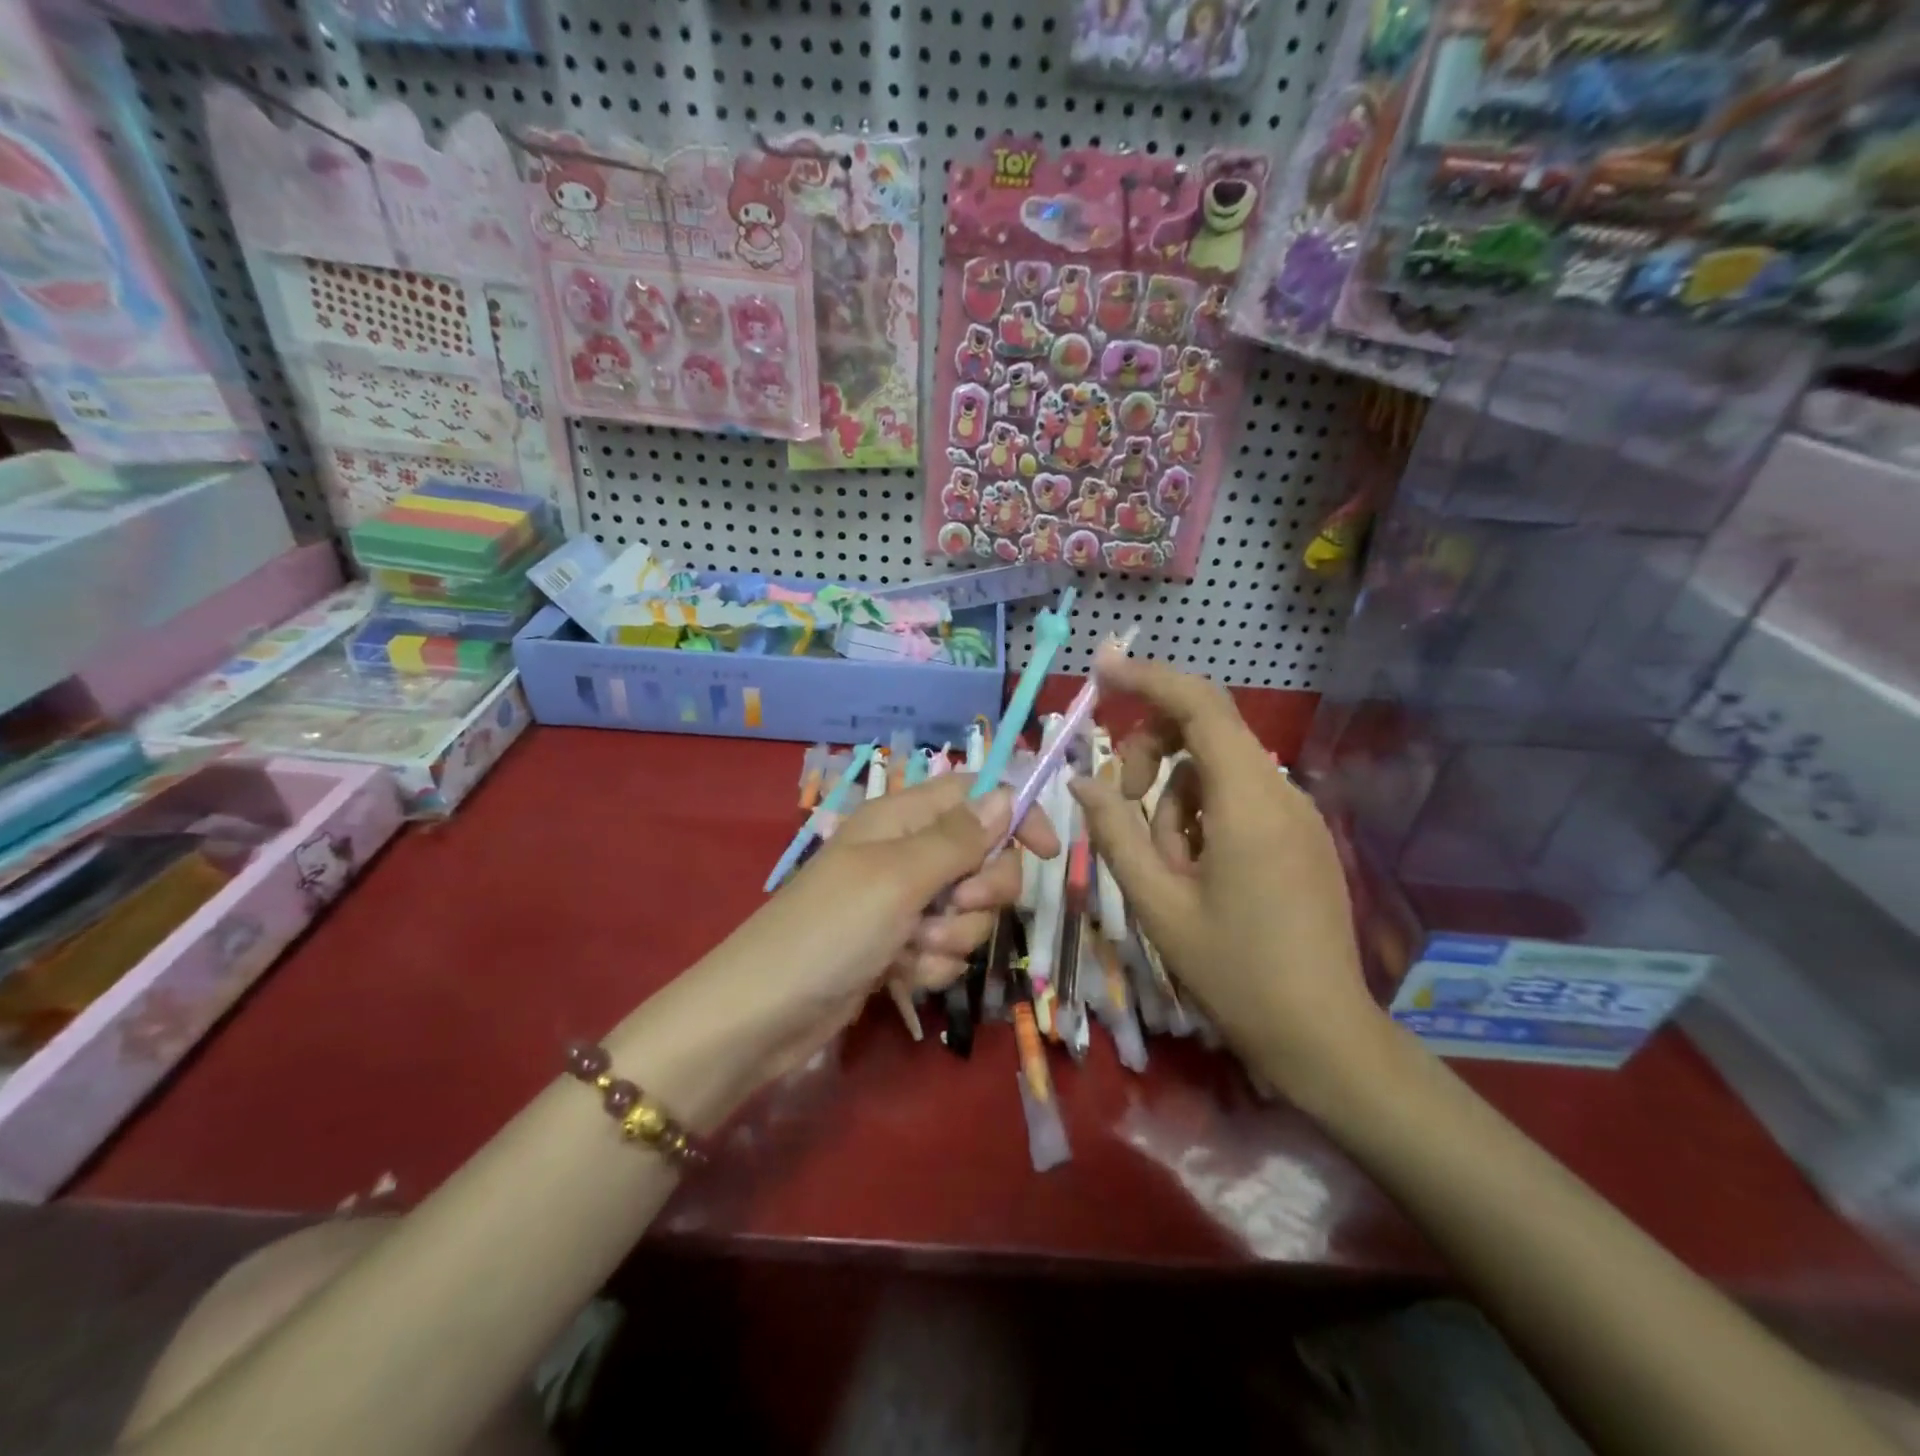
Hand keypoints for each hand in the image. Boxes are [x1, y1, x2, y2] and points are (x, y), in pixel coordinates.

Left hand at [693, 776, 1057, 1082]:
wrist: (763, 1016)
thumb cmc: (830, 930)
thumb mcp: (900, 876)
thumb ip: (958, 837)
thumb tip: (1005, 793)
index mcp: (902, 819)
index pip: (976, 795)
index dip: (1015, 815)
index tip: (1047, 852)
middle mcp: (906, 854)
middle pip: (983, 858)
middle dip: (980, 892)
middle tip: (952, 907)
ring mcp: (902, 905)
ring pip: (968, 913)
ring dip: (951, 938)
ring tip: (909, 950)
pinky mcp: (898, 948)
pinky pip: (944, 951)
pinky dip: (929, 966)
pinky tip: (898, 977)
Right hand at [1069, 656, 1383, 1102]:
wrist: (1322, 1037)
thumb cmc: (1234, 972)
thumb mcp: (1157, 904)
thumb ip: (1116, 833)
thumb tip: (1083, 780)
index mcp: (1248, 802)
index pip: (1200, 706)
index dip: (1149, 678)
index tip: (1102, 668)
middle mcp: (1281, 794)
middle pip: (1206, 731)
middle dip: (1151, 752)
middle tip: (1119, 802)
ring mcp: (1297, 816)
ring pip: (1216, 771)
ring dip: (1174, 800)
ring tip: (1166, 868)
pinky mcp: (1301, 838)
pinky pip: (1238, 800)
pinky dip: (1202, 817)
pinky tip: (1195, 872)